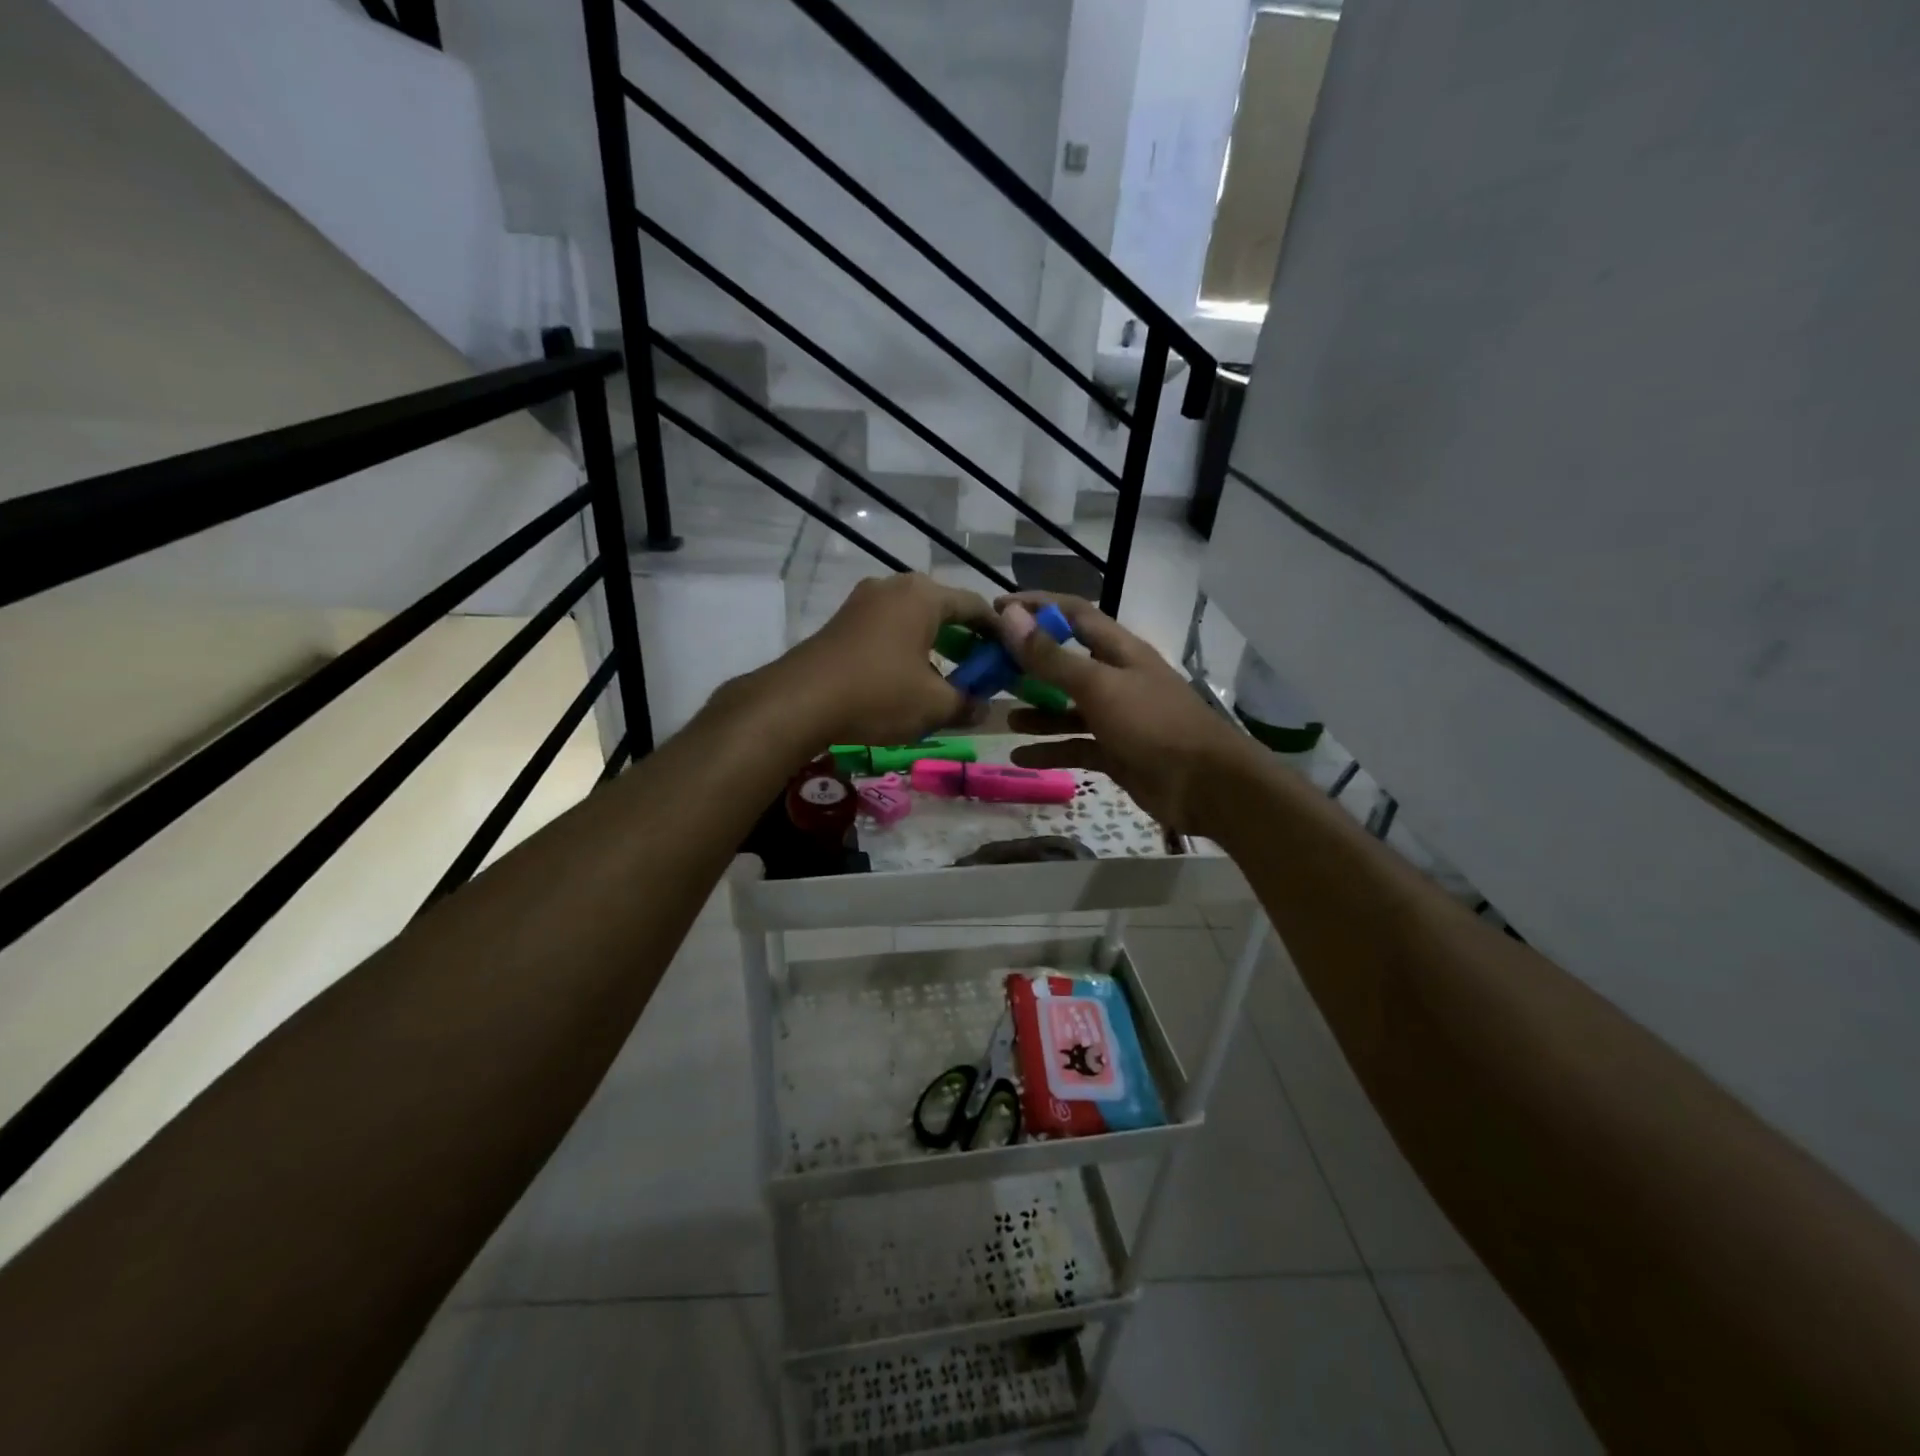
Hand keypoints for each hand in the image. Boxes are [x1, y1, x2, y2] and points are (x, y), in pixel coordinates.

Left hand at [769, 573, 995, 748]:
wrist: (799, 701)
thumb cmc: (877, 694)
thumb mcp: (934, 705)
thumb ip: (967, 704)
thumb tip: (985, 709)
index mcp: (924, 596)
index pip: (976, 606)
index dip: (999, 633)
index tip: (1011, 658)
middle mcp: (894, 586)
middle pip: (944, 610)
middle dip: (966, 641)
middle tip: (981, 672)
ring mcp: (864, 601)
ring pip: (914, 620)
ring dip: (936, 647)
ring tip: (947, 680)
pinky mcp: (843, 621)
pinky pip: (888, 629)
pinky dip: (908, 649)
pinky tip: (909, 679)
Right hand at [995, 592, 1258, 834]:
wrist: (1205, 786)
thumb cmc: (1153, 724)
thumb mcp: (1099, 686)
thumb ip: (1053, 657)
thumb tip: (1010, 617)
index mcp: (1119, 651)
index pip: (1073, 614)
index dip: (1037, 606)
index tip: (996, 610)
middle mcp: (1116, 678)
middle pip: (1066, 662)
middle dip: (1029, 663)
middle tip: (988, 668)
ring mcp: (1117, 717)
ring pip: (1068, 708)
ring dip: (1037, 711)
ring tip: (1003, 717)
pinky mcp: (1116, 752)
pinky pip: (1075, 746)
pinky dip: (1050, 749)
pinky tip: (1019, 756)